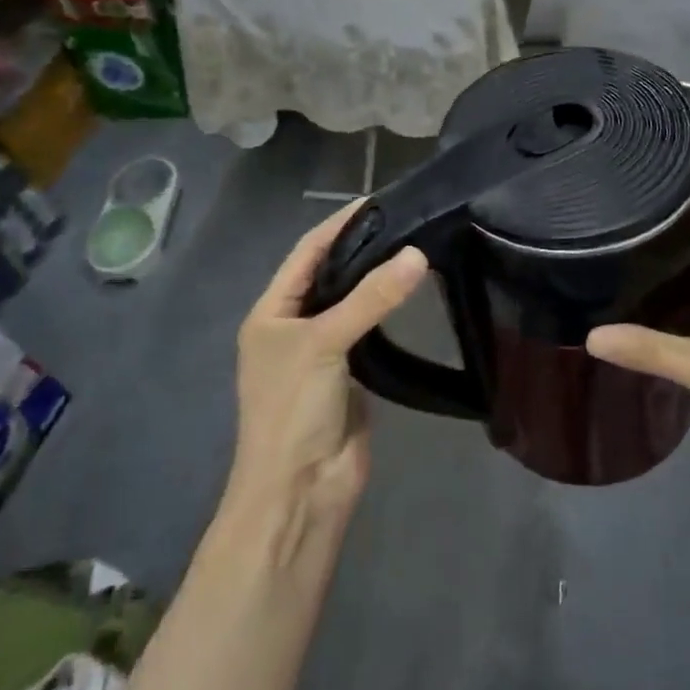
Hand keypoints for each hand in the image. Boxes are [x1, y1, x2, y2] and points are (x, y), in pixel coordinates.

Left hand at [229, 202, 427, 521]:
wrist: (301, 489)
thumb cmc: (294, 409)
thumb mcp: (324, 343)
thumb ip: (370, 298)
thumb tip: (418, 254)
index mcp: (271, 313)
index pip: (306, 253)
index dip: (337, 226)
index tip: (377, 200)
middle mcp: (294, 327)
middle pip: (330, 275)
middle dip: (363, 248)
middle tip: (409, 221)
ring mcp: (324, 352)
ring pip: (353, 303)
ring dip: (378, 280)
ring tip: (417, 248)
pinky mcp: (352, 375)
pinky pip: (371, 332)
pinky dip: (389, 312)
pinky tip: (413, 294)